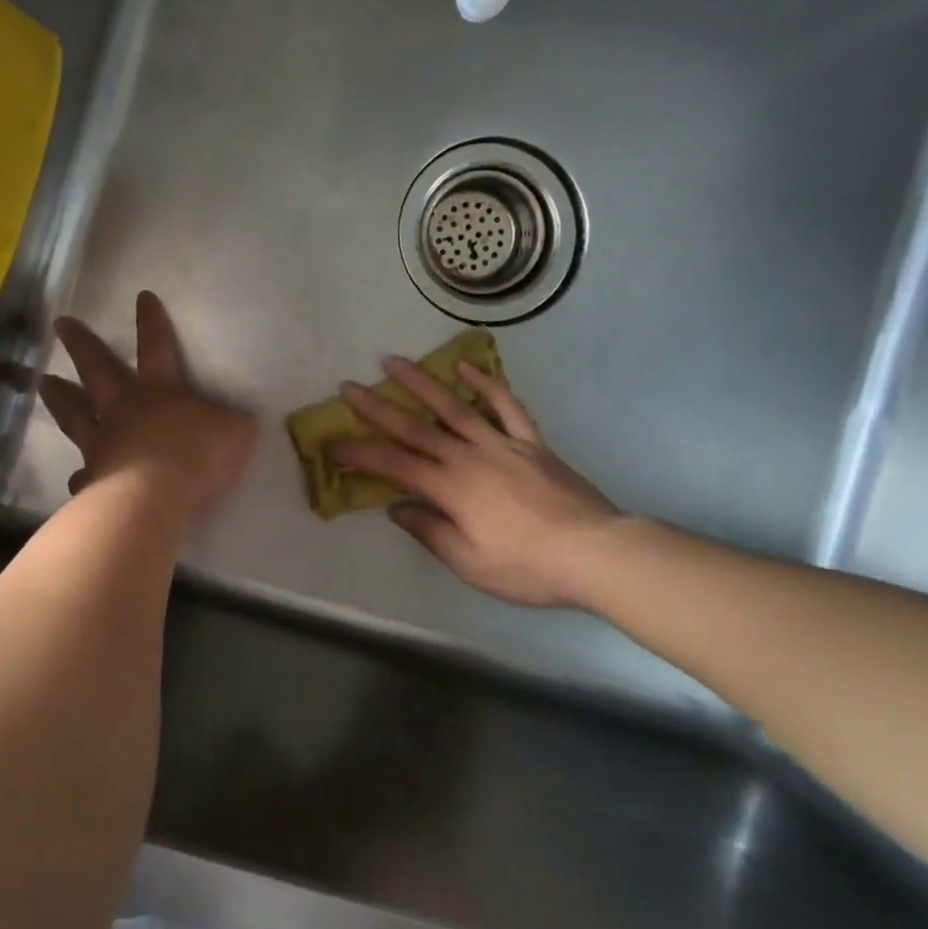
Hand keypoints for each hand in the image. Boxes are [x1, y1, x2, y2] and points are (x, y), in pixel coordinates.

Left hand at [39, 291, 257, 520]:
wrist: (156, 498)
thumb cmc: (197, 456)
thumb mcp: (236, 432)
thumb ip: (231, 423)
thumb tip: (232, 422)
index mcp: (159, 391)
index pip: (156, 347)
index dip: (151, 322)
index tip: (142, 297)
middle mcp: (124, 410)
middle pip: (98, 370)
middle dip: (82, 344)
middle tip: (61, 324)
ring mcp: (102, 444)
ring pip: (75, 414)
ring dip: (60, 398)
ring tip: (44, 383)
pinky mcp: (93, 479)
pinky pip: (84, 475)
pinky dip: (80, 476)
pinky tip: (76, 479)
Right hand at [329, 357, 622, 608]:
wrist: (594, 552)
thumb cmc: (528, 567)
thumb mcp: (470, 563)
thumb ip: (430, 531)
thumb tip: (396, 508)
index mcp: (451, 489)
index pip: (394, 465)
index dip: (359, 453)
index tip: (332, 444)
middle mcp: (469, 457)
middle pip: (415, 427)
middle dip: (377, 407)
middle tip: (349, 387)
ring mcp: (502, 444)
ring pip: (453, 406)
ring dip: (420, 383)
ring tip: (393, 361)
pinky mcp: (531, 442)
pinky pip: (506, 406)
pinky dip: (485, 383)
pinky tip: (465, 367)